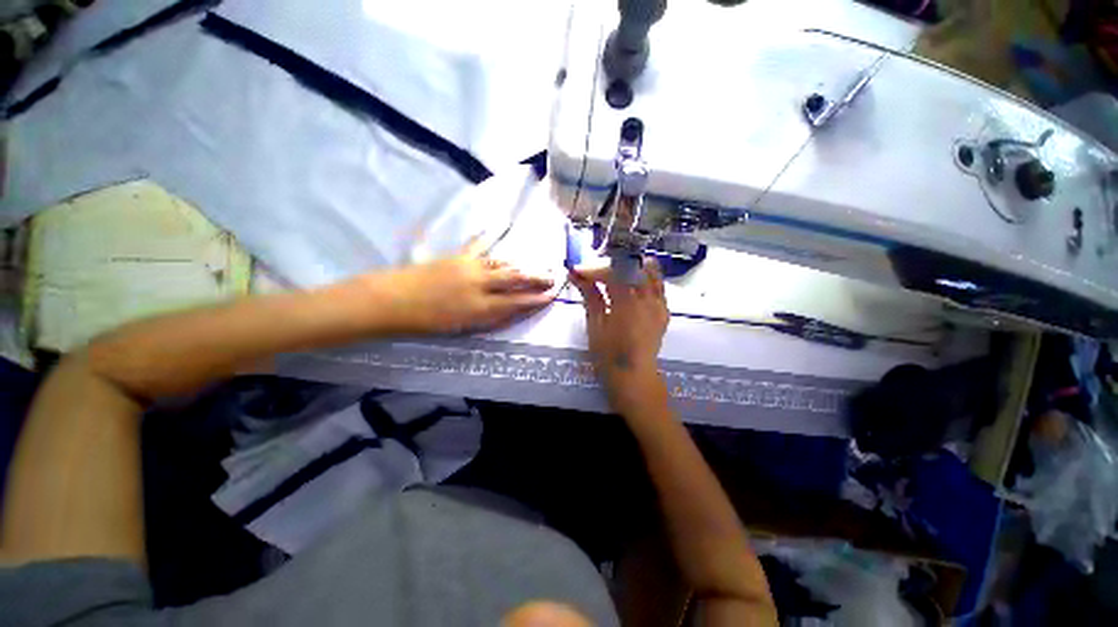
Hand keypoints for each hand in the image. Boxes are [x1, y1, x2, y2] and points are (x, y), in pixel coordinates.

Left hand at [371, 240, 556, 333]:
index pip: (517, 302)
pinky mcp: (457, 256)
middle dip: (536, 278)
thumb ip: (491, 318)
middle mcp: (480, 285)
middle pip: (515, 279)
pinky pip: (478, 244)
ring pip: (502, 264)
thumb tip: (513, 309)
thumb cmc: (427, 321)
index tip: (552, 295)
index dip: (536, 299)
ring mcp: (469, 267)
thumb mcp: (463, 327)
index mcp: (480, 307)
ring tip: (534, 265)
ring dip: (521, 264)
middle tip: (552, 276)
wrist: (392, 300)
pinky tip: (501, 226)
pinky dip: (490, 235)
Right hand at [569, 258, 669, 410]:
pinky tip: (633, 279)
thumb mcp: (595, 325)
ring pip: (649, 271)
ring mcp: (658, 303)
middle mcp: (647, 299)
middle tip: (593, 271)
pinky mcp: (663, 310)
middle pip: (630, 267)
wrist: (634, 376)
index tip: (578, 271)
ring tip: (613, 270)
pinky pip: (658, 285)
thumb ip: (590, 297)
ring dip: (629, 266)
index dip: (593, 269)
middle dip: (609, 264)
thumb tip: (577, 276)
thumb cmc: (609, 355)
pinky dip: (645, 277)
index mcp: (627, 304)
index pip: (611, 273)